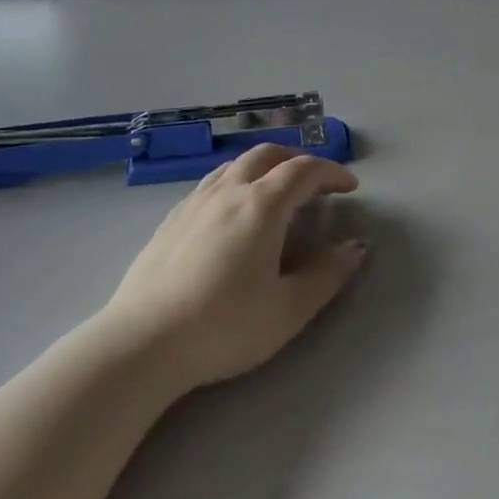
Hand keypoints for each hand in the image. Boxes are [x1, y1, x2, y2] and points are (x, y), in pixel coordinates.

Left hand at [100, 144, 364, 390]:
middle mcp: (228, 191)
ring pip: (235, 164)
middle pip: (267, 154)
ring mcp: (194, 202)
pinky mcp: (171, 219)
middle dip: (298, 160)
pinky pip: (212, 182)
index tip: (350, 187)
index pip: (304, 170)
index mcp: (261, 205)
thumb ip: (327, 275)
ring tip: (277, 191)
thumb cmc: (224, 327)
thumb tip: (356, 247)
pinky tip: (233, 212)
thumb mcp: (288, 309)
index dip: (331, 172)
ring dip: (265, 167)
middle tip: (316, 182)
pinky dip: (236, 181)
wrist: (142, 343)